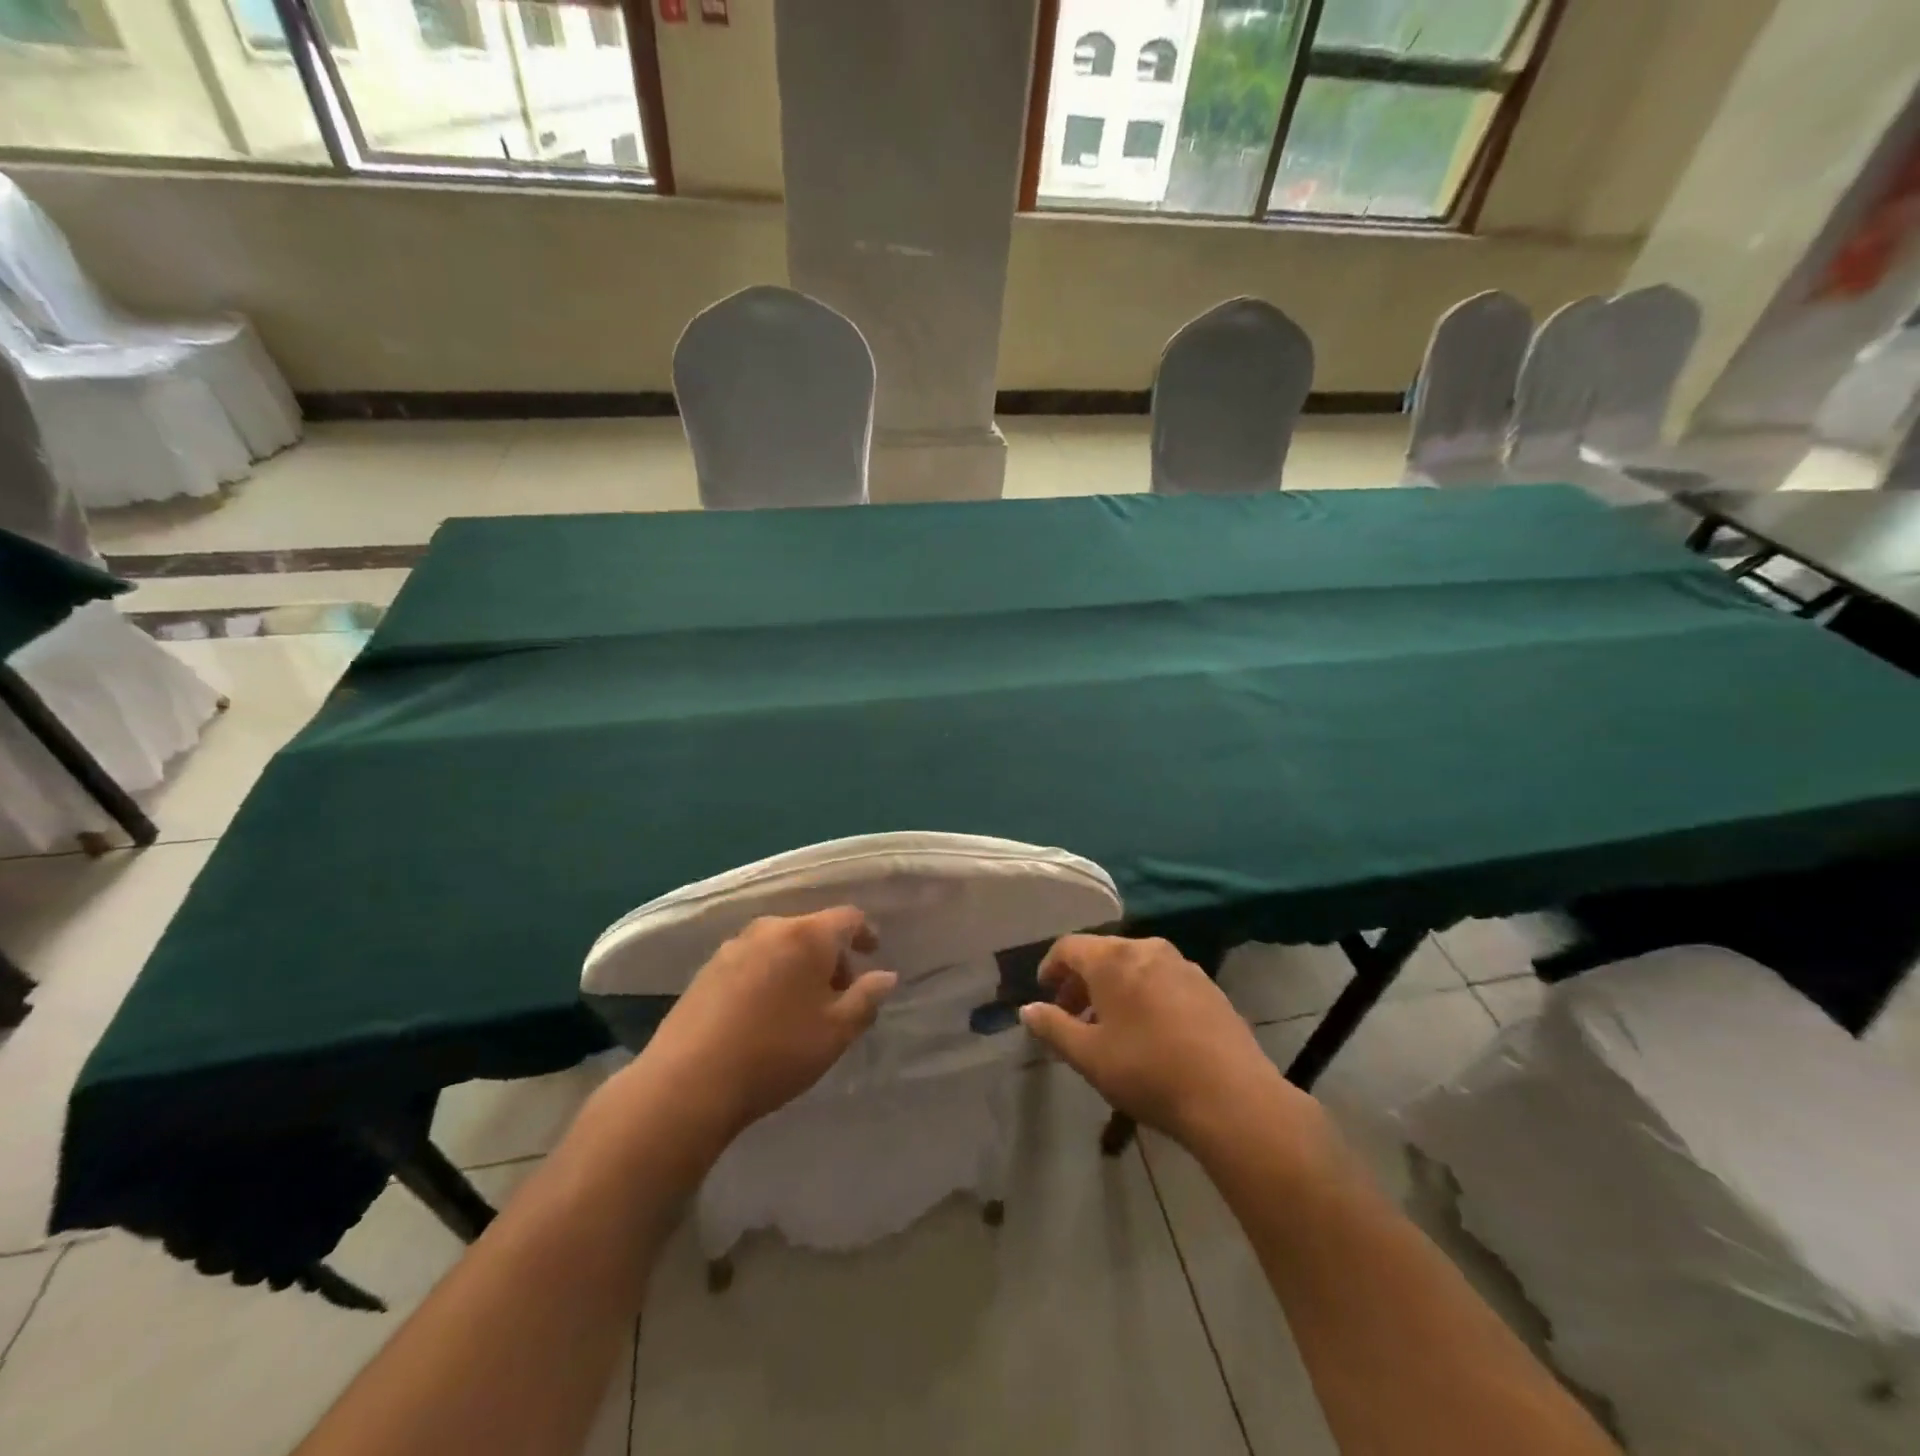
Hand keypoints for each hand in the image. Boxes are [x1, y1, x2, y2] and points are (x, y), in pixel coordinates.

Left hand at [636, 908, 897, 1142]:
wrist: (689, 1081)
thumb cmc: (777, 1052)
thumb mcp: (837, 1032)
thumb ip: (867, 998)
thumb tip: (886, 976)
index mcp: (807, 935)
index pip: (848, 917)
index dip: (865, 933)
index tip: (873, 954)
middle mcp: (770, 929)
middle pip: (812, 930)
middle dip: (831, 957)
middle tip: (838, 994)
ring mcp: (733, 946)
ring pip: (780, 945)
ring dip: (798, 966)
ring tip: (800, 1007)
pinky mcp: (707, 969)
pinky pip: (752, 960)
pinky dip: (769, 975)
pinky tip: (764, 1013)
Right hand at [1020, 935, 1316, 1153]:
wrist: (1232, 1097)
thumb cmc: (1148, 1072)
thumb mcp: (1089, 1056)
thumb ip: (1053, 1027)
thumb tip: (1028, 1009)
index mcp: (1114, 959)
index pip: (1069, 947)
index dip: (1051, 967)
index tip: (1044, 993)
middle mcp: (1147, 949)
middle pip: (1103, 954)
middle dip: (1081, 981)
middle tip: (1071, 1015)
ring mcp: (1183, 965)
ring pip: (1135, 965)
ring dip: (1113, 988)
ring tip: (1109, 1027)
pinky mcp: (1208, 986)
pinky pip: (1163, 979)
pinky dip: (1144, 994)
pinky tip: (1148, 1031)